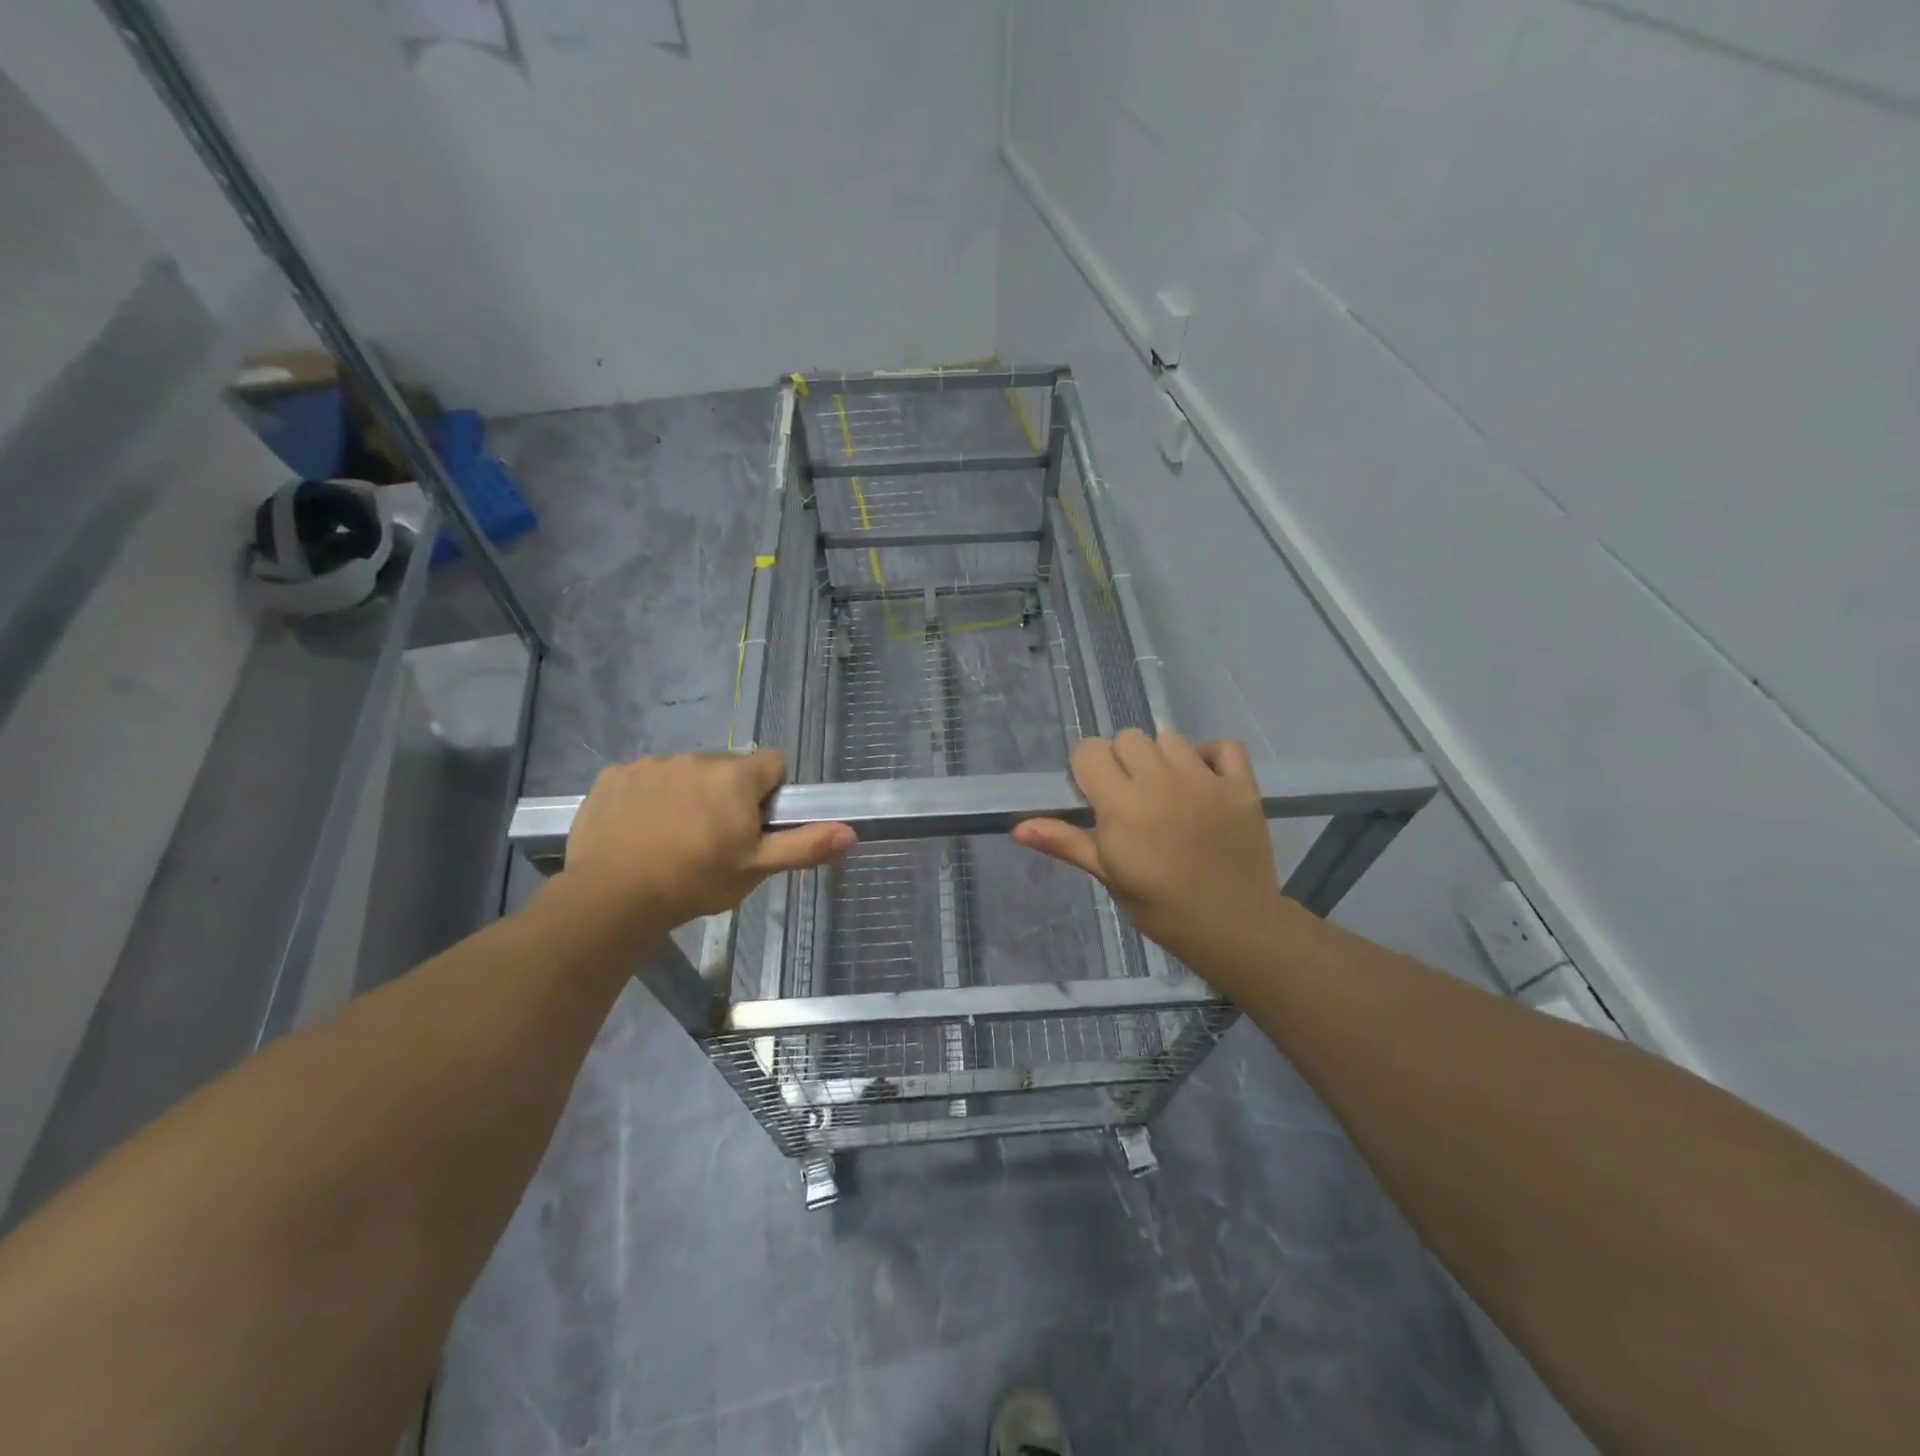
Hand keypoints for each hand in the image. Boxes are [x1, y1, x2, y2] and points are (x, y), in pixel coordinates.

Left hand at [560, 750, 854, 931]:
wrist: (610, 897)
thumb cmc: (693, 882)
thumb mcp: (755, 869)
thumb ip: (804, 846)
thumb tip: (851, 831)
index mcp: (735, 777)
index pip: (773, 764)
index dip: (771, 793)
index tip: (756, 824)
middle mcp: (696, 758)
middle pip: (728, 769)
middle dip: (729, 795)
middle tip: (715, 839)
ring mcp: (651, 764)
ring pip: (686, 773)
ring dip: (689, 795)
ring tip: (672, 838)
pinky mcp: (615, 775)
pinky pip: (645, 779)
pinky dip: (648, 798)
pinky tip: (638, 831)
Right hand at [1011, 730, 1292, 970]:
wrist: (1233, 928)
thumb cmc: (1160, 907)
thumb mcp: (1107, 874)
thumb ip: (1065, 842)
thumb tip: (1017, 827)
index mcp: (1121, 803)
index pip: (1089, 751)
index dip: (1086, 771)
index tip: (1094, 798)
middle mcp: (1161, 780)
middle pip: (1127, 738)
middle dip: (1121, 761)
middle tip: (1130, 798)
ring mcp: (1204, 779)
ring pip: (1169, 738)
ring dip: (1161, 758)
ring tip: (1167, 792)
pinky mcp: (1240, 785)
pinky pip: (1223, 746)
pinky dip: (1210, 756)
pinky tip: (1203, 780)